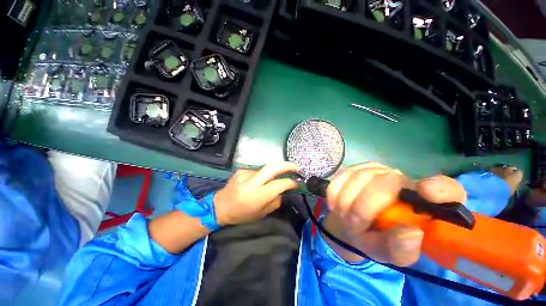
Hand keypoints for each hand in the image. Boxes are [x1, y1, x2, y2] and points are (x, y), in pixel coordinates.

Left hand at [214, 161, 297, 225]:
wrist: (220, 206)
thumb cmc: (241, 214)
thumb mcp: (261, 213)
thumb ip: (275, 201)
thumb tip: (283, 191)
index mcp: (257, 196)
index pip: (279, 184)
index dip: (290, 182)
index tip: (296, 183)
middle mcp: (251, 182)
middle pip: (273, 167)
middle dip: (287, 165)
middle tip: (296, 167)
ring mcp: (245, 173)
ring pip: (266, 168)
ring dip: (273, 172)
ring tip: (272, 180)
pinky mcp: (241, 170)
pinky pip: (257, 171)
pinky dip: (262, 175)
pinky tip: (257, 182)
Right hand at [324, 162, 465, 265]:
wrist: (350, 223)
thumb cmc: (376, 239)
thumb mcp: (389, 253)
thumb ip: (401, 250)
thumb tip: (412, 234)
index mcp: (422, 202)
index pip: (446, 189)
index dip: (440, 188)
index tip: (426, 192)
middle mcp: (400, 178)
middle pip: (386, 182)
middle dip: (364, 208)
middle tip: (353, 225)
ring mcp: (373, 170)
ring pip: (358, 179)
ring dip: (346, 203)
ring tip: (344, 217)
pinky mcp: (352, 168)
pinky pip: (340, 178)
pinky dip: (334, 194)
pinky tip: (335, 205)